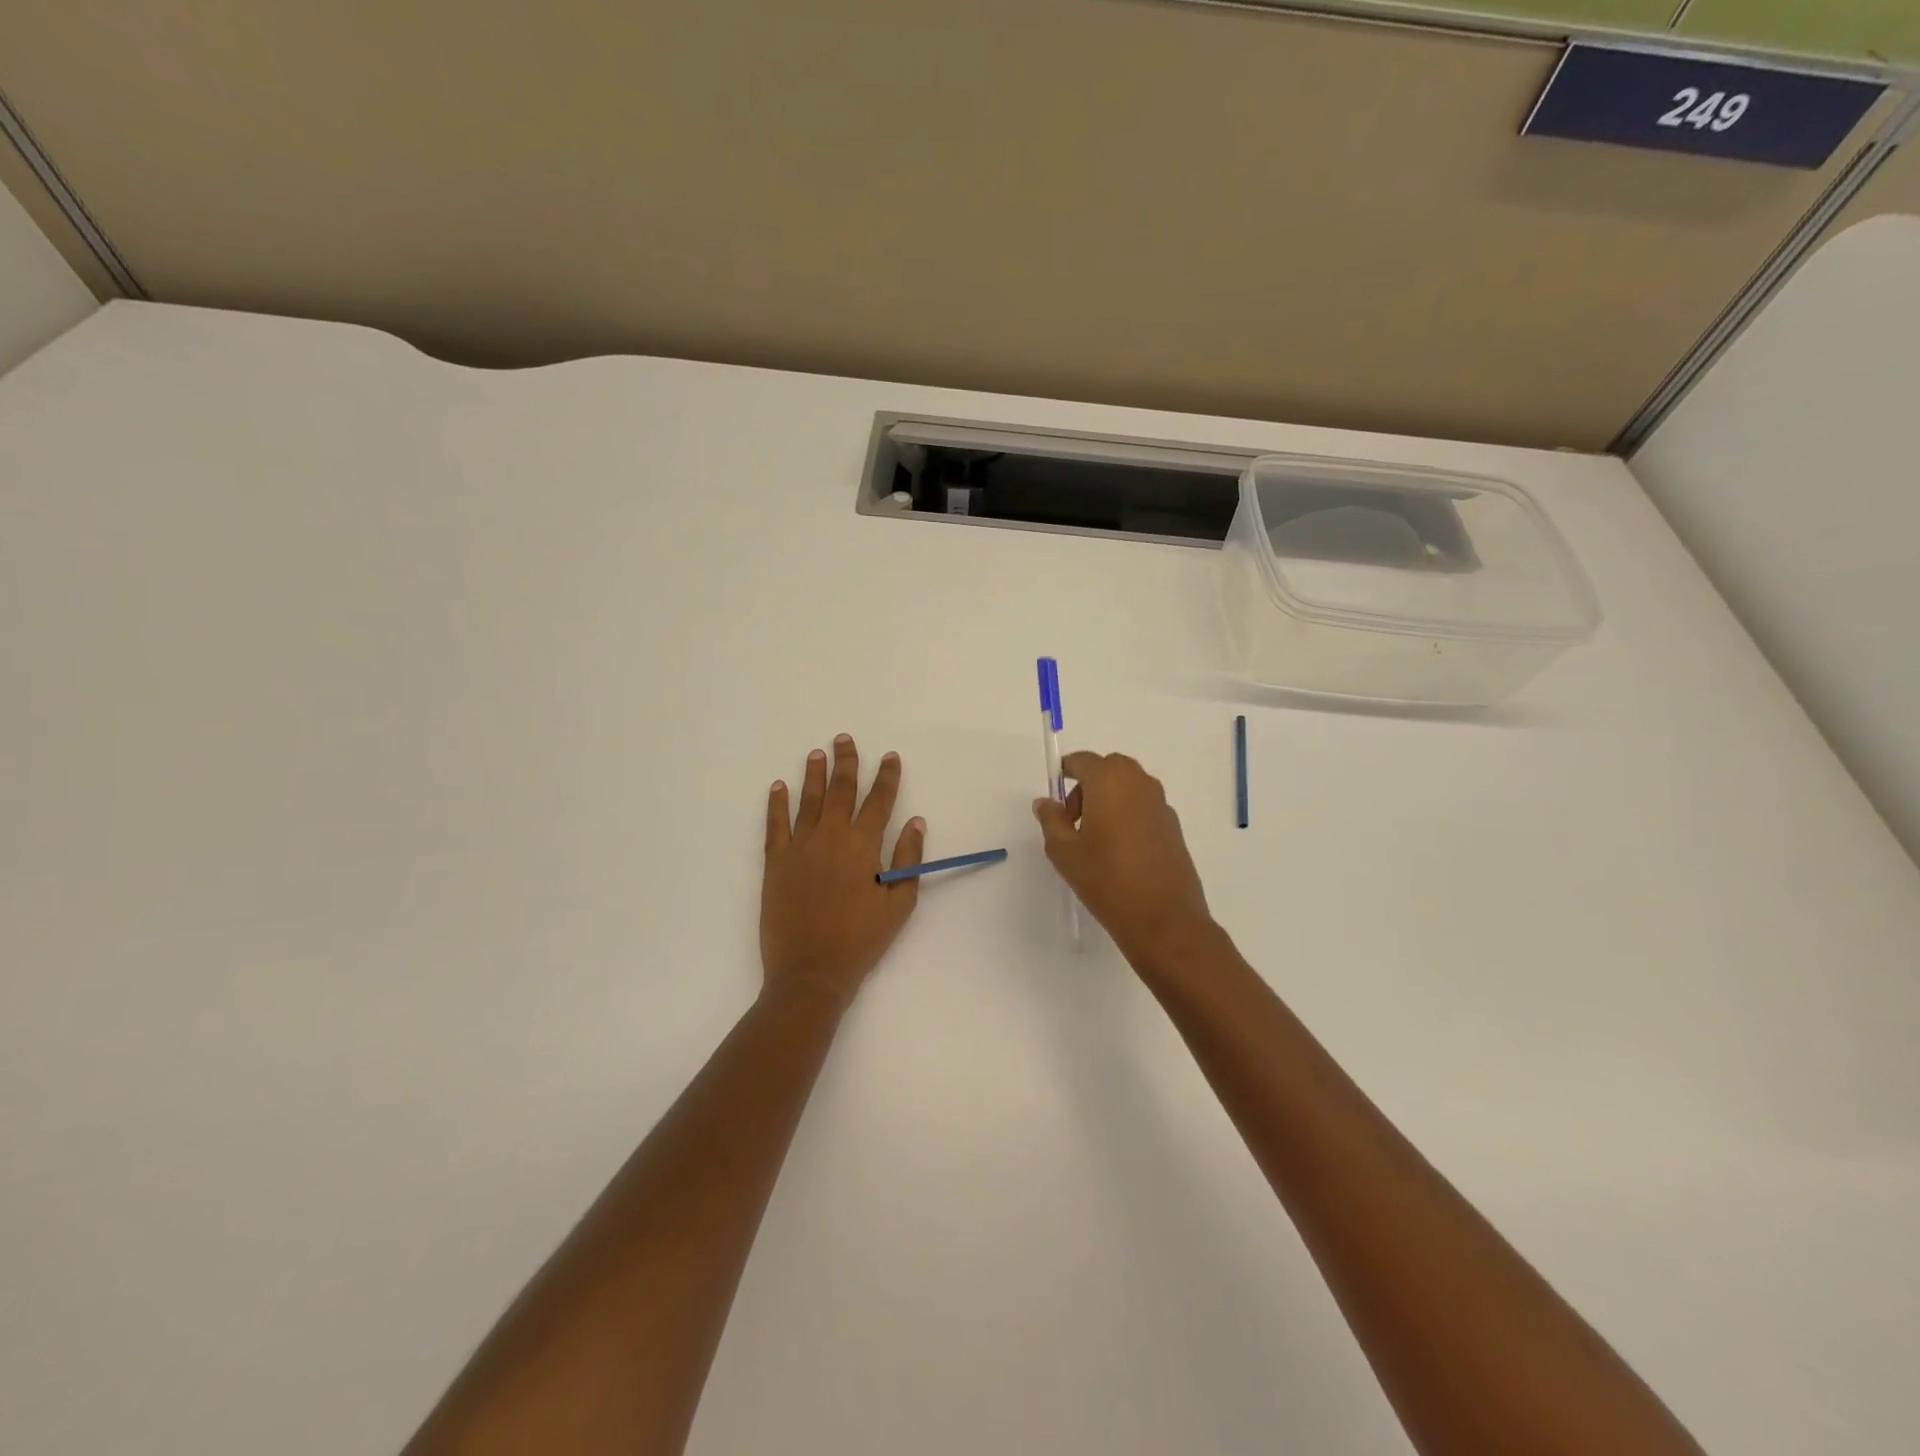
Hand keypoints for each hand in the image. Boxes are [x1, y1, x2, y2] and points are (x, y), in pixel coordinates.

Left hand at [761, 734, 926, 1006]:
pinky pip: (775, 825)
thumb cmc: (861, 939)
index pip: (879, 800)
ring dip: (813, 774)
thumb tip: (915, 821)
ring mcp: (800, 847)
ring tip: (816, 753)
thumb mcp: (899, 903)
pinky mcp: (776, 862)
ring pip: (808, 800)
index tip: (890, 756)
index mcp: (863, 845)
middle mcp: (831, 836)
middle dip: (846, 762)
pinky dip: (776, 804)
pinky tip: (778, 787)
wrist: (811, 970)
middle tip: (844, 739)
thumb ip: (908, 859)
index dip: (886, 776)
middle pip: (841, 790)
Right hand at [1033, 751, 1216, 968]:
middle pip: (1109, 769)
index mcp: (1110, 781)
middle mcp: (1139, 784)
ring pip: (1129, 787)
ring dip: (1110, 799)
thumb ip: (1051, 820)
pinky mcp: (1174, 827)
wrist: (1163, 918)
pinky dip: (1128, 815)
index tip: (1055, 790)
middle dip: (1089, 784)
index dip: (1066, 770)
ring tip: (1095, 838)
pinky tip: (1120, 851)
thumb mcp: (1064, 851)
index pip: (1084, 761)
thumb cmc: (1106, 879)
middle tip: (1073, 818)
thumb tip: (1046, 802)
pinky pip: (1144, 807)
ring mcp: (1161, 804)